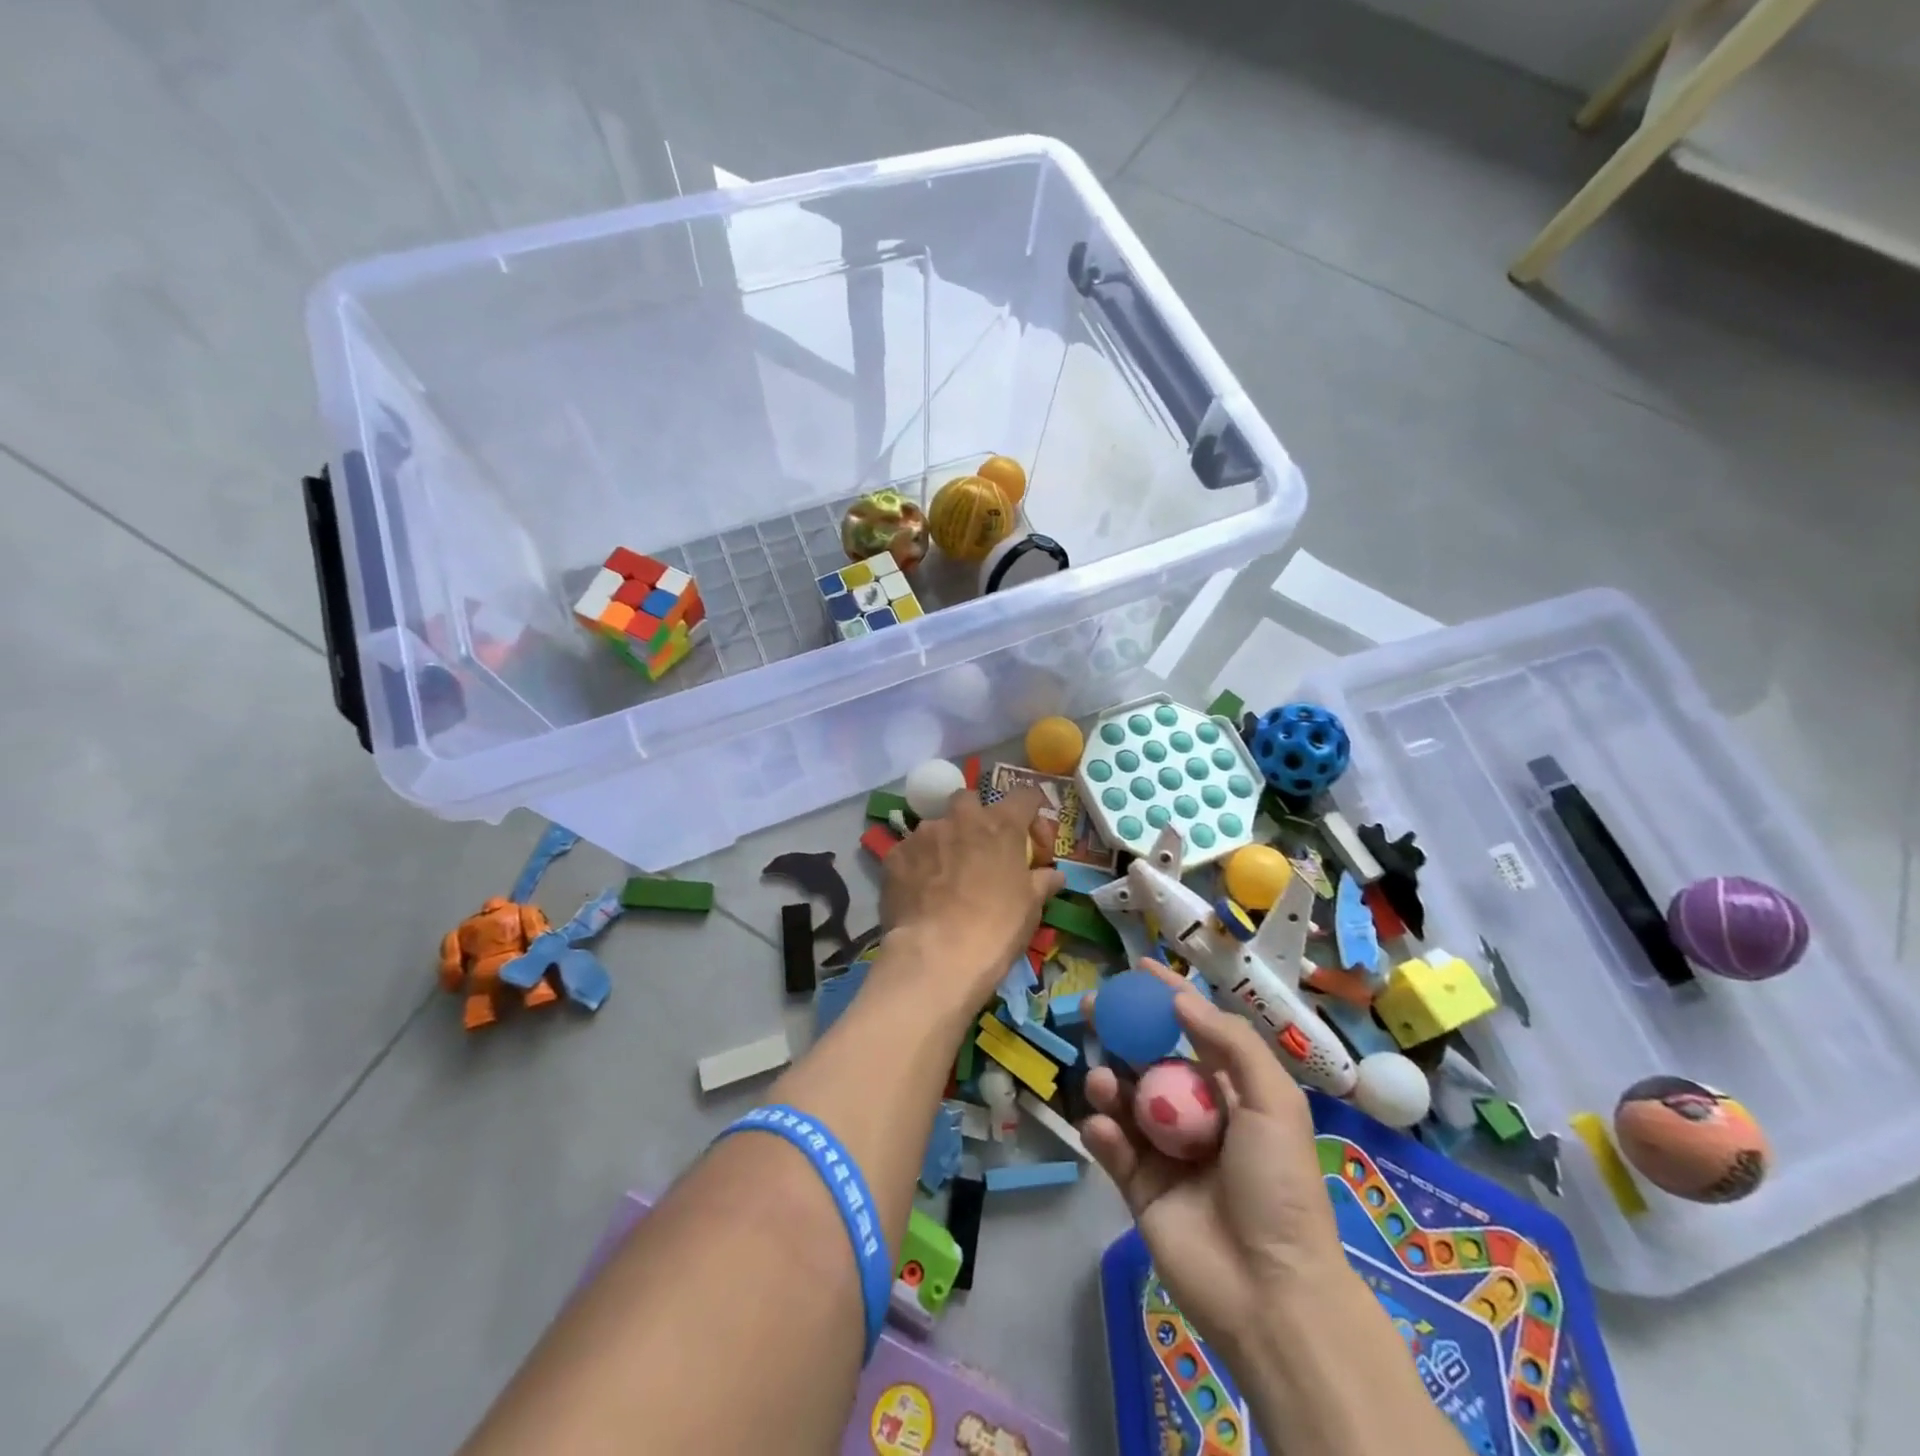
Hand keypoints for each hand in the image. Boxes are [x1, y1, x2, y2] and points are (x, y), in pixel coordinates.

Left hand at [879, 784, 1063, 1004]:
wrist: (938, 955)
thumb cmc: (996, 927)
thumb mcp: (1031, 907)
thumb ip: (1042, 882)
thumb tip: (1053, 875)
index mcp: (1001, 825)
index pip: (1024, 796)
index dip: (1031, 812)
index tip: (1032, 837)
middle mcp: (961, 818)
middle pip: (969, 799)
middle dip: (975, 816)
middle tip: (980, 847)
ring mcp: (923, 834)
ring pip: (935, 826)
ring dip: (944, 843)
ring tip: (945, 876)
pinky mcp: (895, 855)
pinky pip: (910, 852)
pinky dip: (917, 865)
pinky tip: (920, 891)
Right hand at [1081, 961, 1348, 1357]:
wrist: (1271, 1291)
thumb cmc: (1280, 1186)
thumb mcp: (1274, 1103)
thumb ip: (1231, 1044)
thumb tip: (1181, 999)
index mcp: (1232, 1094)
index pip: (1194, 1033)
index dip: (1166, 999)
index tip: (1136, 970)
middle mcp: (1195, 1115)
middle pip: (1148, 1060)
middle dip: (1121, 1032)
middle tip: (1092, 1009)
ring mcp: (1165, 1152)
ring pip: (1125, 1101)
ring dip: (1108, 1082)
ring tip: (1103, 1081)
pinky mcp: (1140, 1188)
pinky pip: (1113, 1148)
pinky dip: (1101, 1132)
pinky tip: (1101, 1127)